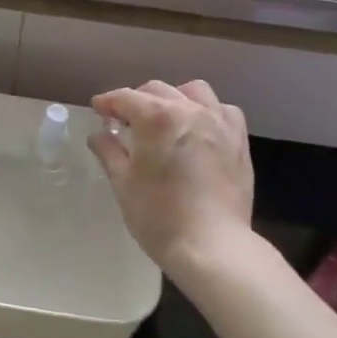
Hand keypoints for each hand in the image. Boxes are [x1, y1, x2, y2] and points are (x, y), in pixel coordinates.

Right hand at [89, 80, 254, 278]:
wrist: (212, 247)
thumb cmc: (159, 216)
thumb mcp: (123, 183)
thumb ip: (109, 152)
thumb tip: (98, 136)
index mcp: (156, 117)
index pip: (125, 97)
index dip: (108, 102)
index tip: (98, 110)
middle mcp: (189, 110)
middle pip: (157, 90)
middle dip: (136, 100)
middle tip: (124, 121)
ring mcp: (218, 123)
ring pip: (193, 91)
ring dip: (174, 98)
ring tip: (165, 119)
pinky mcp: (238, 141)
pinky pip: (223, 110)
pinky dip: (208, 112)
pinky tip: (200, 130)